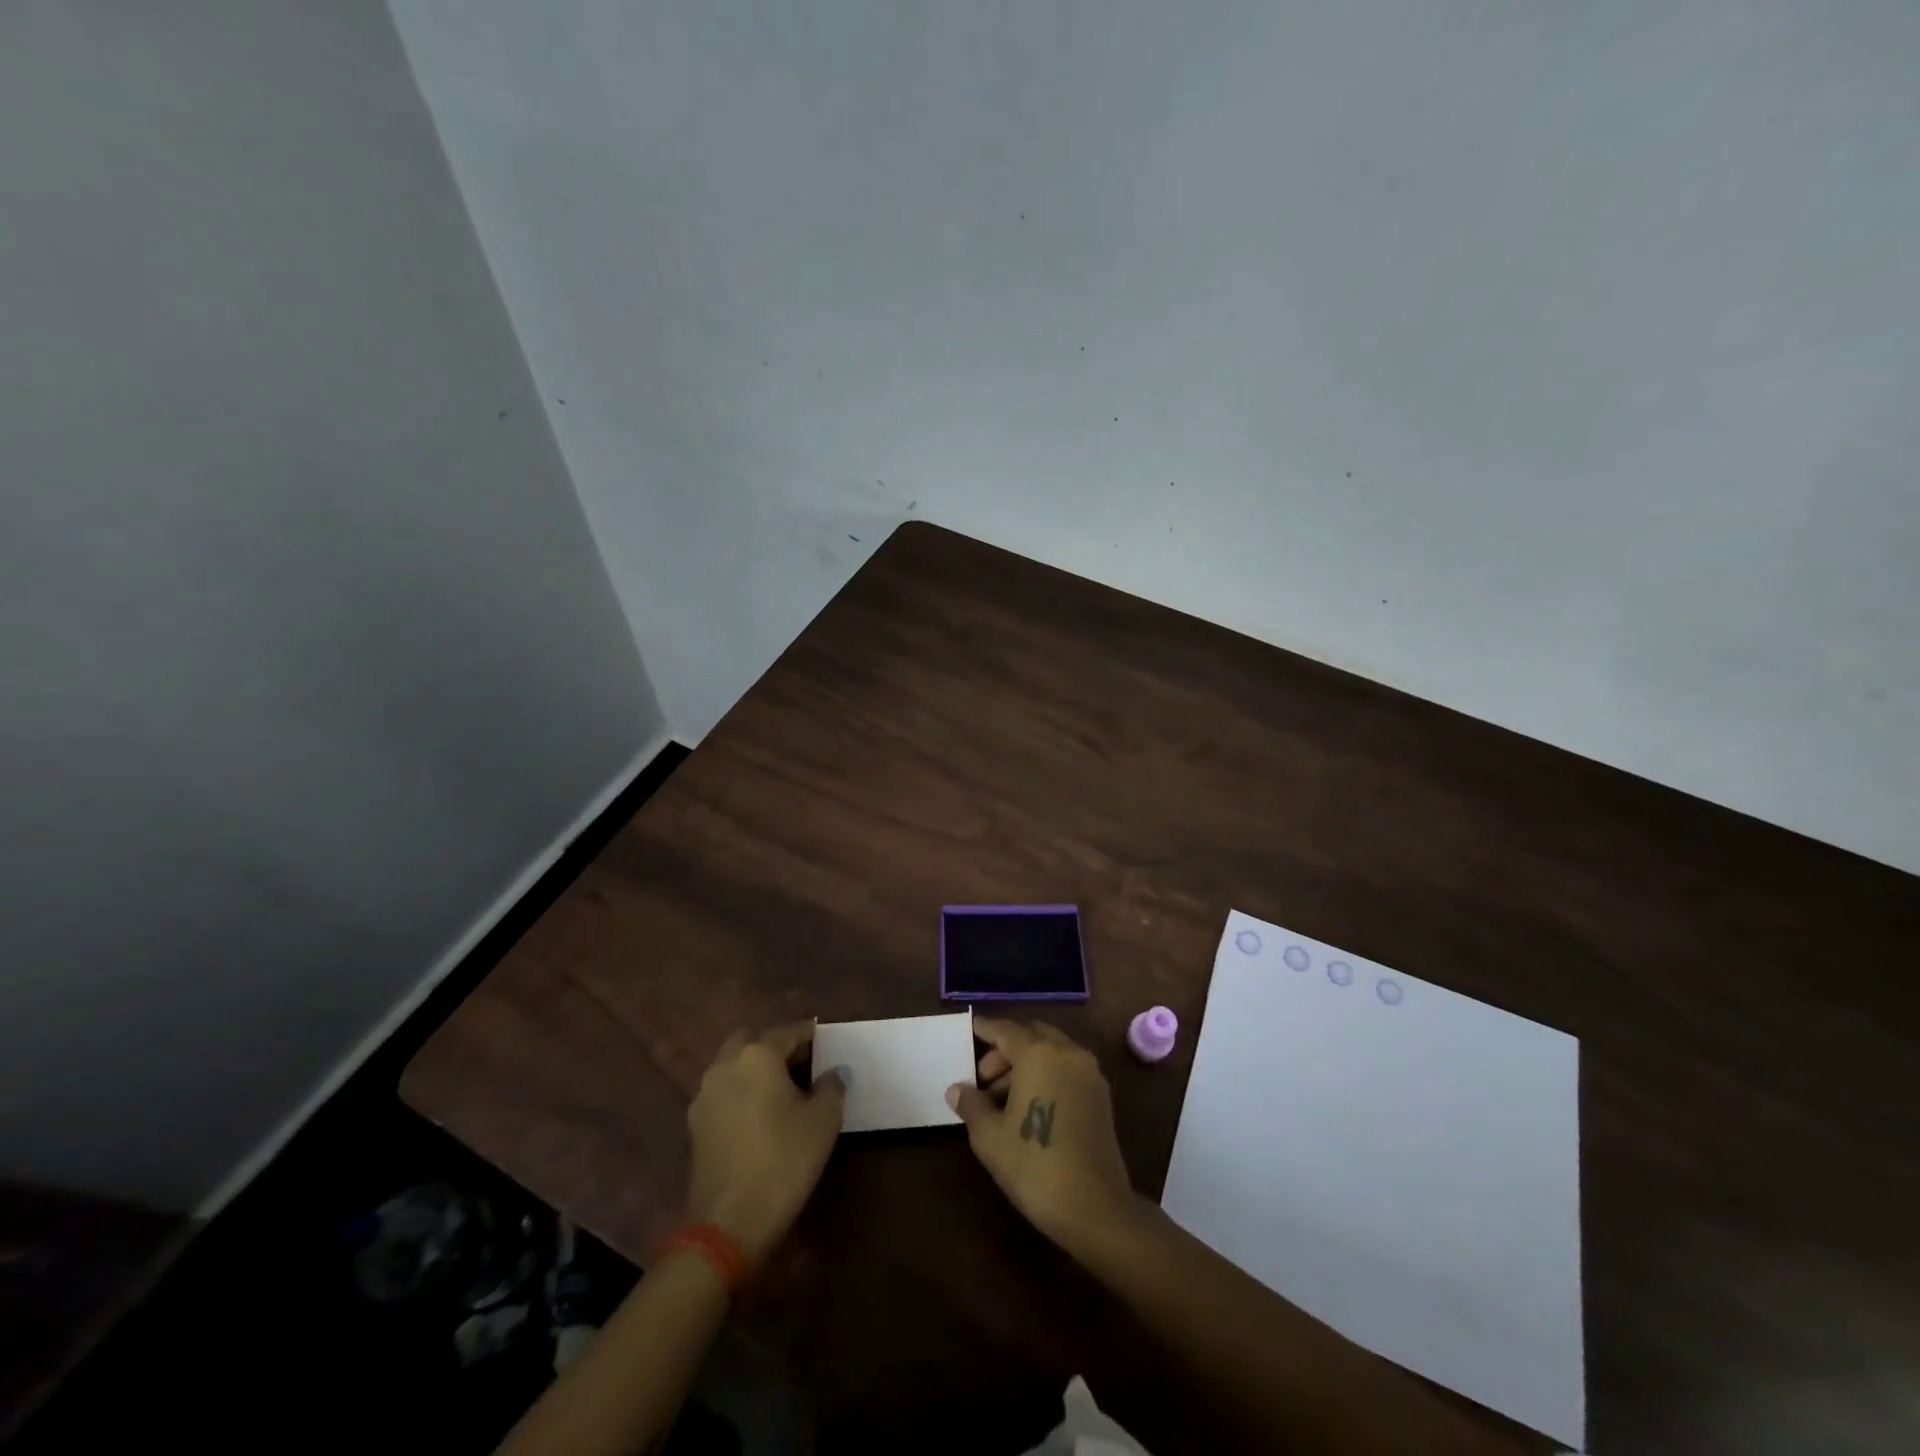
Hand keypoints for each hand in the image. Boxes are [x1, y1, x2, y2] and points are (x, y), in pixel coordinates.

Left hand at [683, 1023, 844, 1263]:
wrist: (728, 1222)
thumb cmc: (783, 1160)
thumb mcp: (823, 1121)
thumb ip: (832, 1087)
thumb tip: (834, 1072)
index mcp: (758, 1055)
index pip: (788, 1031)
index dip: (808, 1034)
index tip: (823, 1040)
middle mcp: (726, 1065)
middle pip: (751, 1040)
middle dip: (774, 1045)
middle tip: (799, 1062)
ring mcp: (705, 1094)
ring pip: (732, 1064)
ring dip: (753, 1067)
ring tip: (780, 1089)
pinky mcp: (695, 1124)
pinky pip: (722, 1091)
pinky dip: (740, 1091)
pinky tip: (758, 1114)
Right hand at [947, 1018, 1137, 1248]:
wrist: (1095, 1207)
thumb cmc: (1034, 1166)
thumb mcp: (990, 1137)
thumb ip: (972, 1104)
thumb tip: (957, 1089)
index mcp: (1038, 1053)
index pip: (1005, 1030)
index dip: (985, 1029)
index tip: (971, 1028)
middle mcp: (1067, 1052)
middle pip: (1031, 1035)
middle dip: (1005, 1050)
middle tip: (983, 1080)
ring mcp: (1089, 1072)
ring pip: (1051, 1051)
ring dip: (1026, 1063)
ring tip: (1002, 1100)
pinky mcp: (1101, 1095)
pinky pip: (1067, 1068)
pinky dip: (1047, 1074)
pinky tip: (1030, 1106)